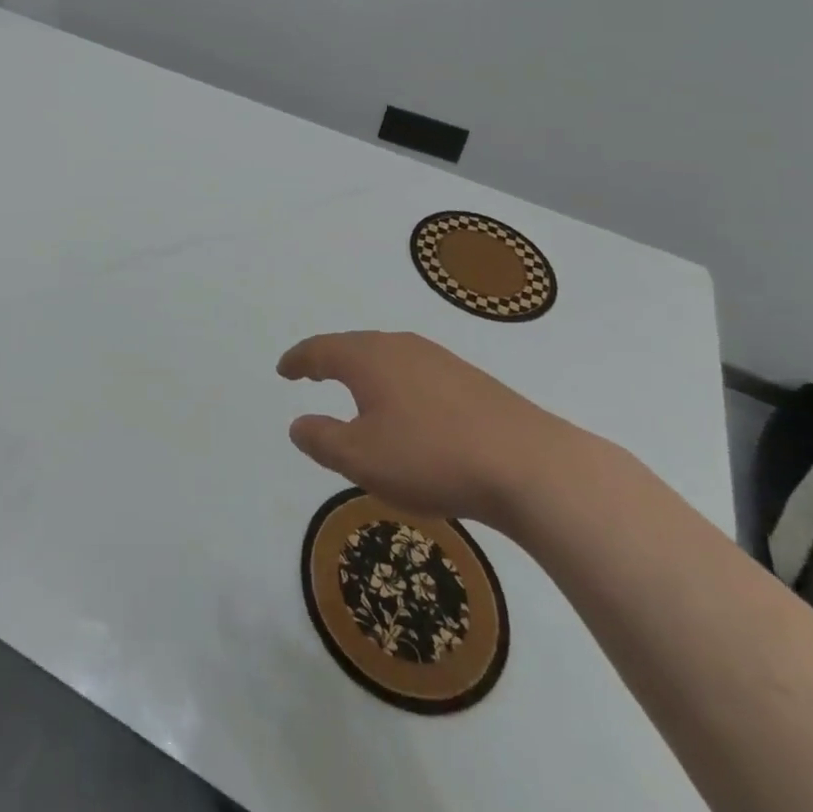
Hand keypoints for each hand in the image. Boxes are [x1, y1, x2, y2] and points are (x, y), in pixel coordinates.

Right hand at [278, 330, 589, 527]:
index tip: (284, 369)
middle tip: (313, 373)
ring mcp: (439, 360)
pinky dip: (396, 385)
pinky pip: (415, 374)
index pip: (320, 349)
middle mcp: (400, 347)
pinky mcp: (469, 380)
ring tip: (356, 393)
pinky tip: (407, 411)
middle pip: (354, 347)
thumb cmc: (430, 456)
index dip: (298, 359)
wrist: (528, 464)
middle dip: (330, 360)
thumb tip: (298, 423)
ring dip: (365, 373)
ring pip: (388, 359)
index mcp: (367, 358)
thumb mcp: (361, 458)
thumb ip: (322, 439)